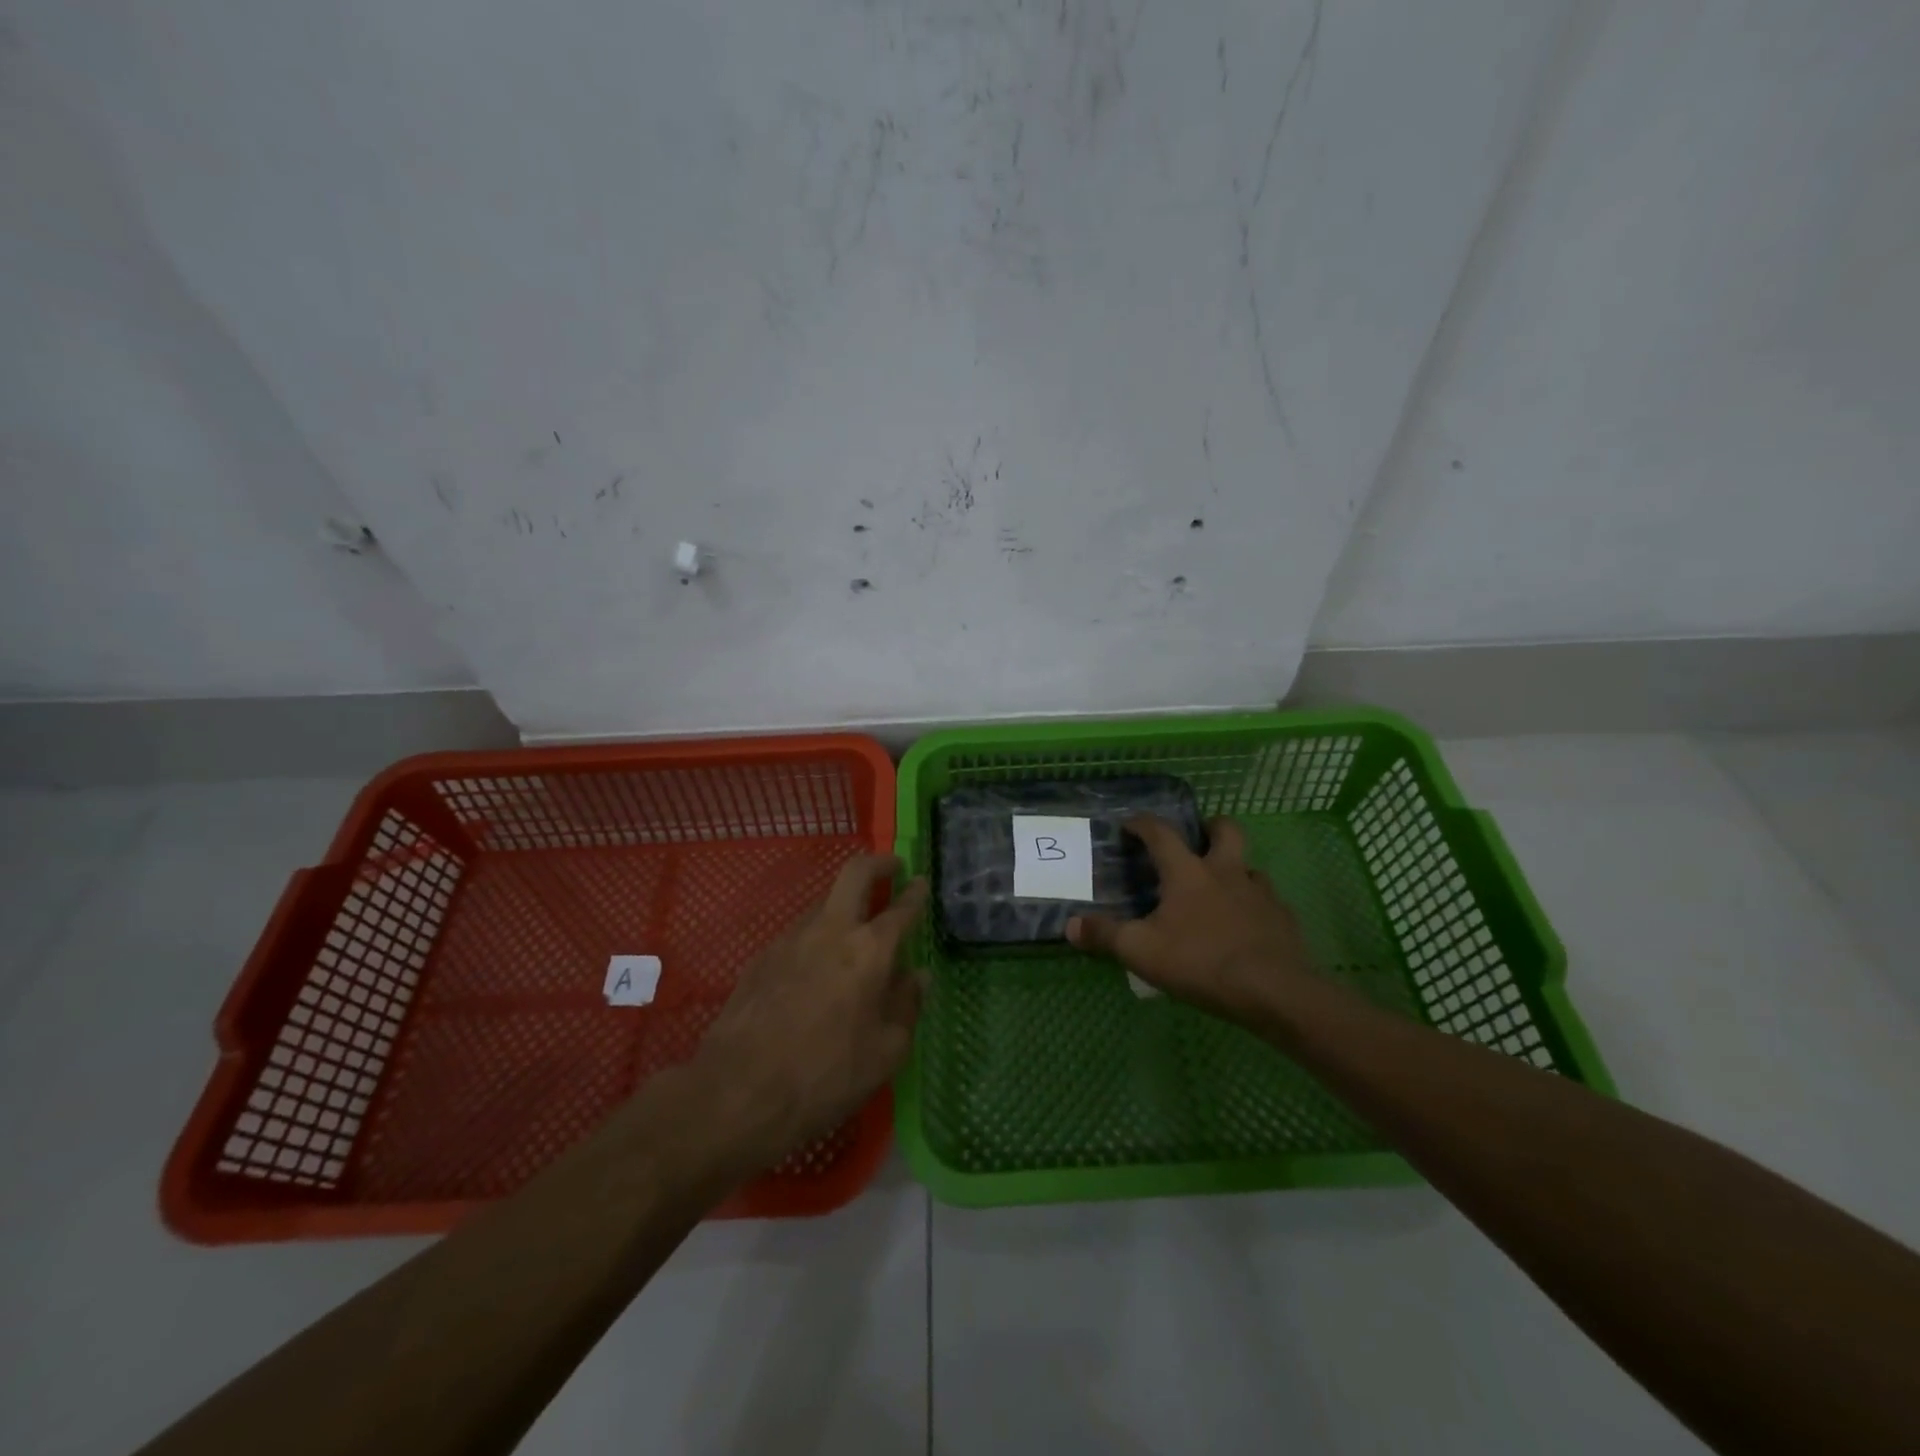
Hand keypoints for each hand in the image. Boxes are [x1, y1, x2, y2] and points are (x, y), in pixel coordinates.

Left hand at [692, 855, 927, 1168]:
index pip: (901, 909)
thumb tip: (917, 976)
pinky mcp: (761, 956)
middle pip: (854, 873)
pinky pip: (799, 933)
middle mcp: (830, 930)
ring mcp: (790, 939)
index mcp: (869, 951)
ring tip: (854, 937)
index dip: (915, 893)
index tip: (921, 882)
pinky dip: (817, 937)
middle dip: (877, 863)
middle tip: (891, 868)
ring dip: (844, 906)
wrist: (737, 1092)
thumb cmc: (825, 1076)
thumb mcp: (885, 1054)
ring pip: (824, 903)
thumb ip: (907, 1007)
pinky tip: (817, 970)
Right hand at [1067, 815, 1316, 1023]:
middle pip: (1226, 830)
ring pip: (1249, 866)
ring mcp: (1260, 894)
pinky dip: (1254, 906)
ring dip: (1234, 869)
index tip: (1130, 824)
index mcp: (1188, 872)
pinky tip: (1245, 927)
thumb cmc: (1201, 962)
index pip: (1161, 833)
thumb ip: (1105, 935)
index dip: (1143, 824)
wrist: (1275, 991)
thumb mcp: (1141, 951)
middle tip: (1197, 839)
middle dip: (1210, 827)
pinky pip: (1268, 902)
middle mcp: (1226, 872)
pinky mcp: (1284, 919)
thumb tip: (1070, 924)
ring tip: (1220, 890)